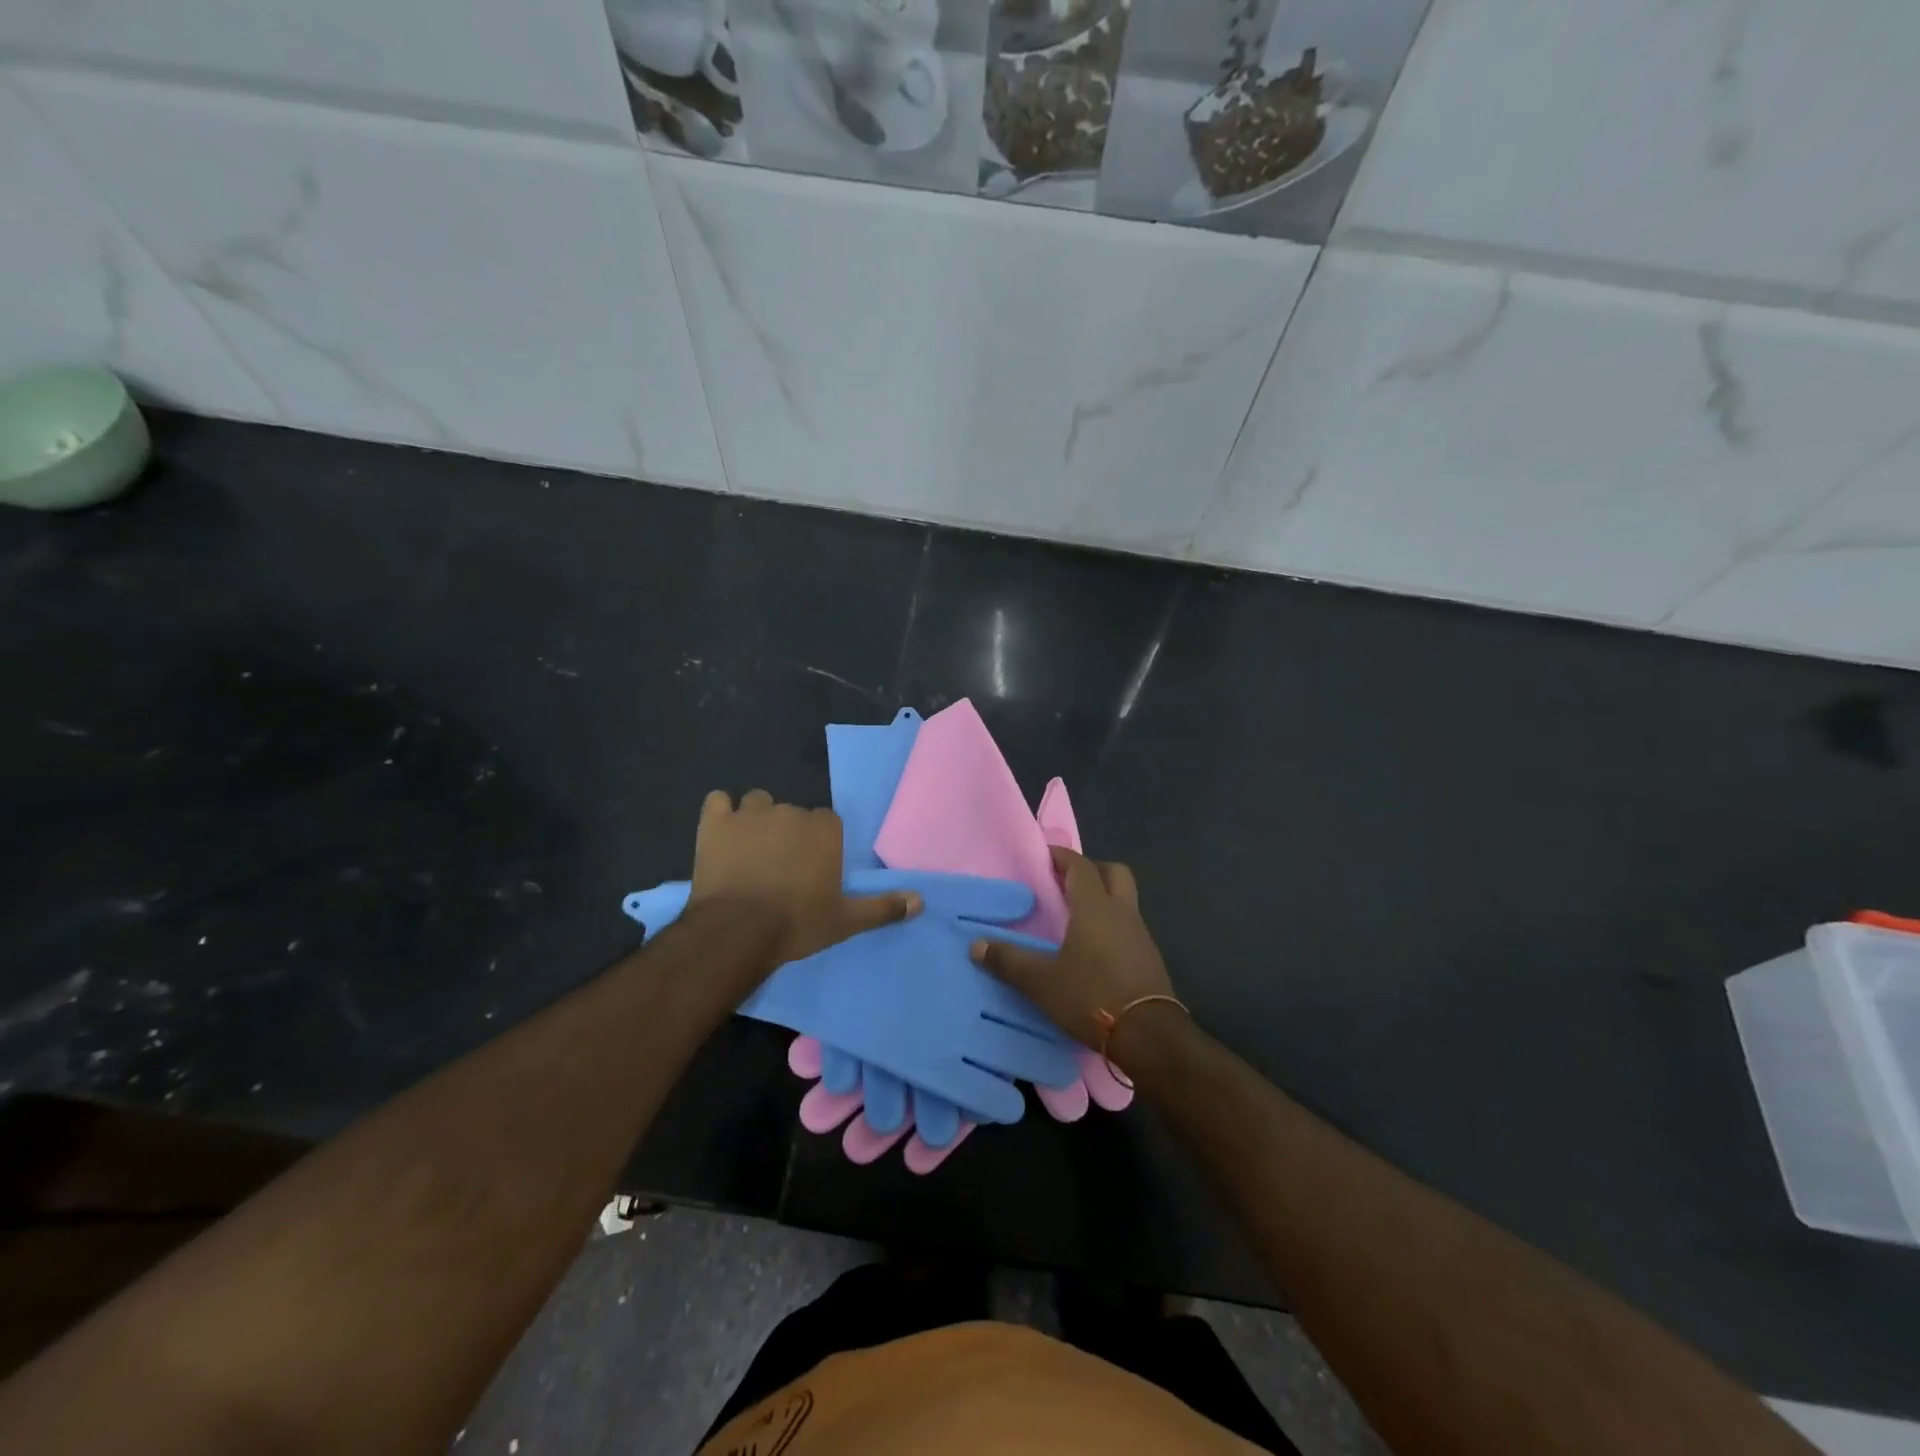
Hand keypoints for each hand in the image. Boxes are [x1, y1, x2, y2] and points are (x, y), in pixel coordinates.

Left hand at [689, 790, 918, 967]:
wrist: (737, 931)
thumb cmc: (796, 924)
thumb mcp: (846, 920)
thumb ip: (884, 907)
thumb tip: (921, 901)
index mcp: (825, 829)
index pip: (827, 822)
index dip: (819, 843)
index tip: (812, 868)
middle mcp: (792, 811)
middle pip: (794, 812)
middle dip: (788, 833)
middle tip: (780, 867)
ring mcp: (751, 813)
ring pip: (758, 802)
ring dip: (756, 819)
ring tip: (750, 850)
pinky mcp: (715, 822)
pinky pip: (718, 801)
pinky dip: (720, 814)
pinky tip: (721, 834)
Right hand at [971, 846, 1180, 1069]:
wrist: (1150, 1036)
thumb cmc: (1092, 995)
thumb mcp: (1041, 982)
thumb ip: (1008, 961)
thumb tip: (976, 945)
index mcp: (1095, 907)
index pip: (1080, 866)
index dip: (1062, 856)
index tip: (1044, 856)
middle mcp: (1122, 912)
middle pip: (1114, 873)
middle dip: (1092, 871)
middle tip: (1066, 884)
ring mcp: (1141, 935)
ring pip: (1124, 901)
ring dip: (1104, 901)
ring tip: (1075, 920)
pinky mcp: (1150, 959)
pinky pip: (1130, 928)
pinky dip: (1112, 927)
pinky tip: (1094, 951)